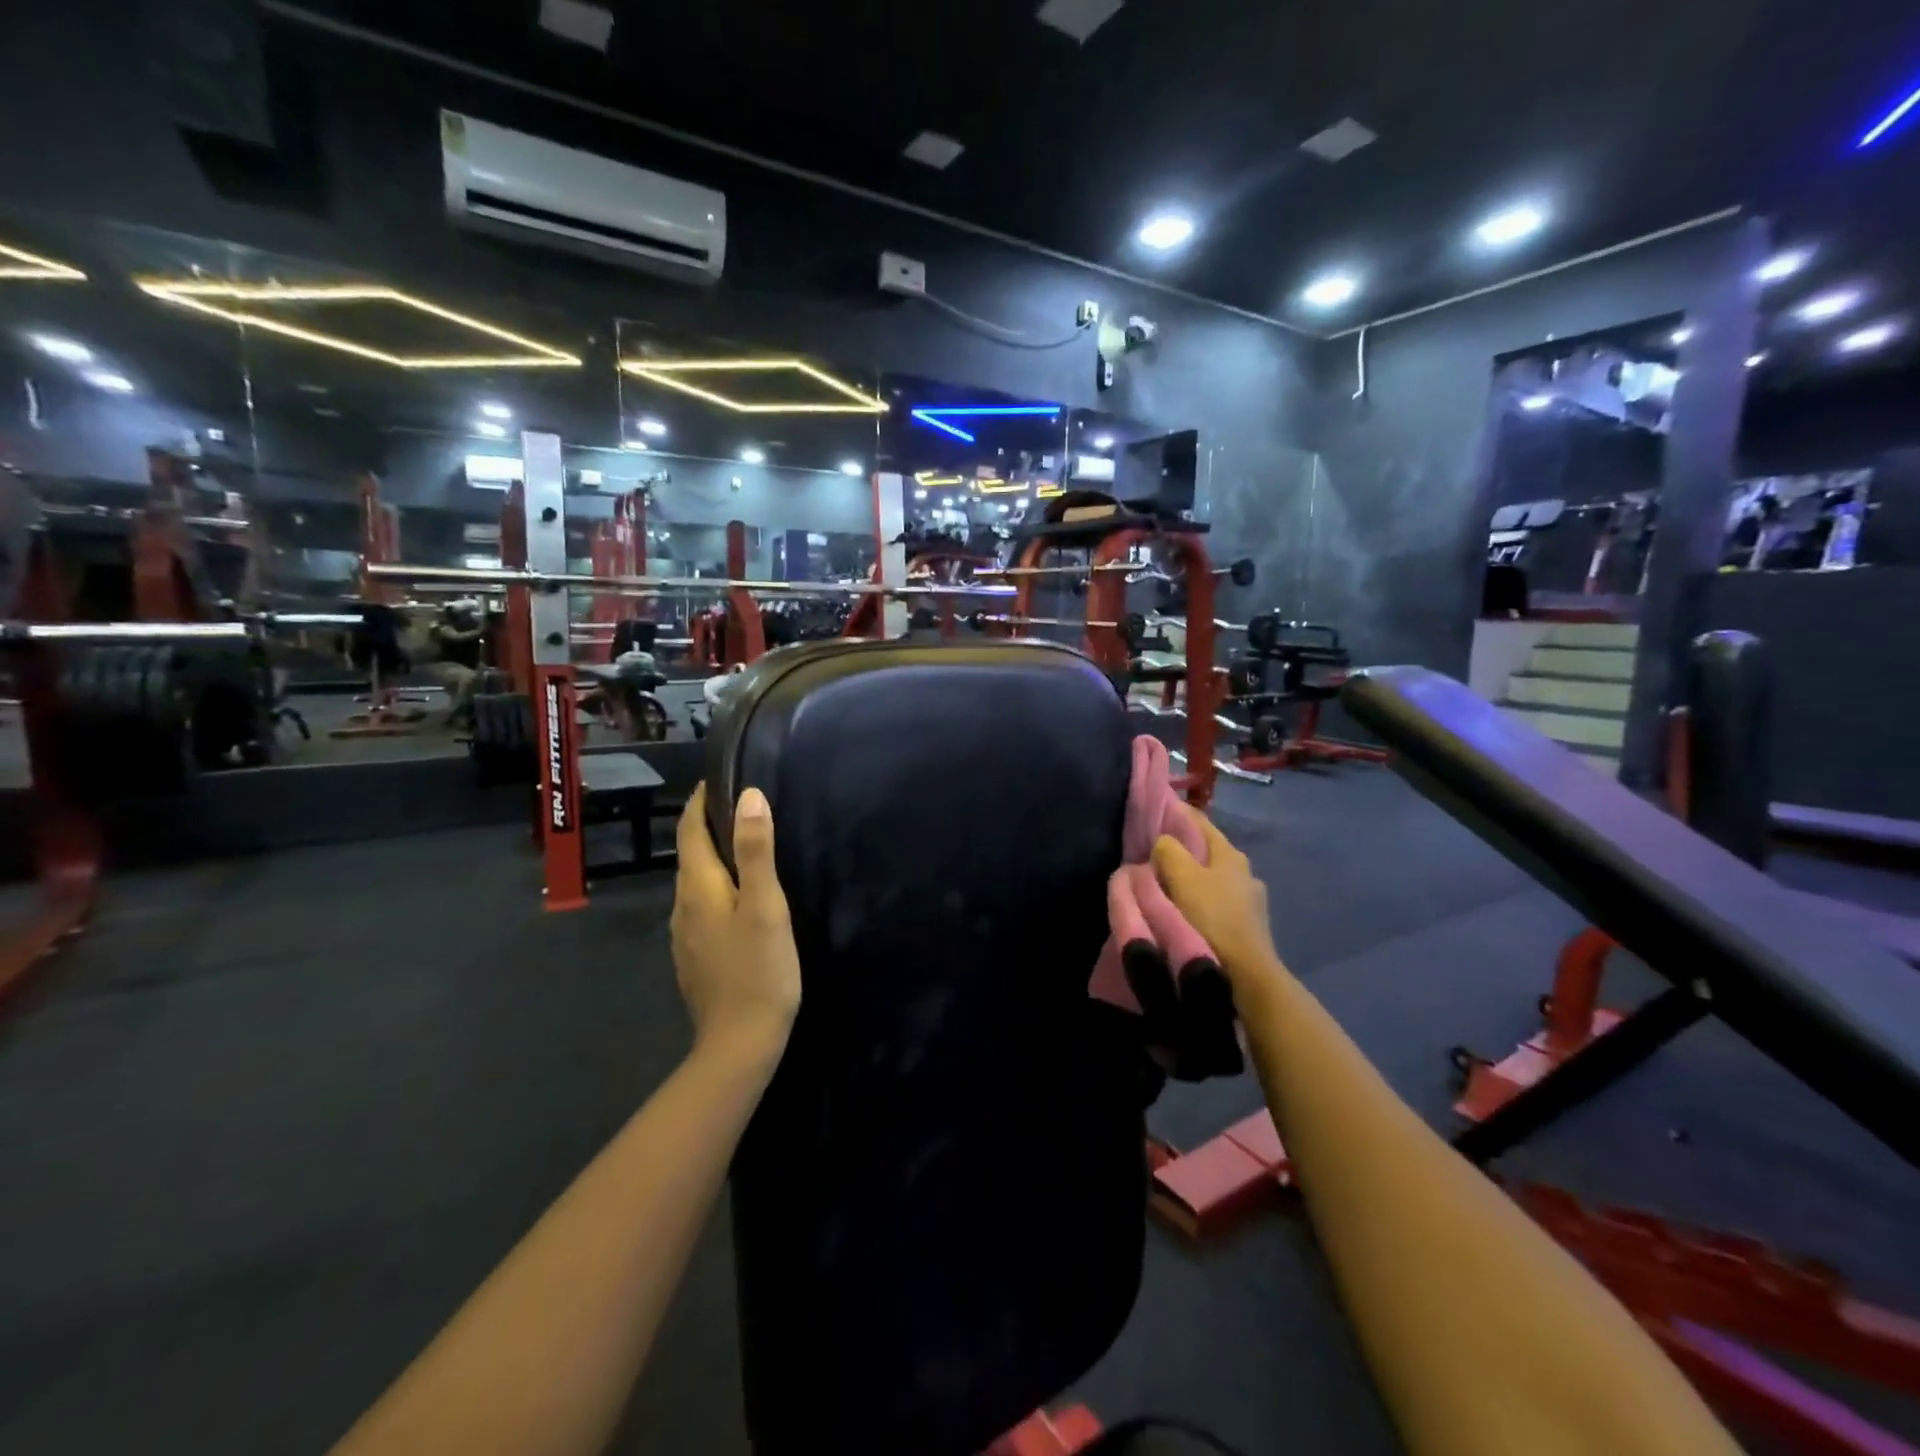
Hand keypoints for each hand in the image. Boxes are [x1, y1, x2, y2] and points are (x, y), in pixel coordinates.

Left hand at [670, 785, 802, 1063]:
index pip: (689, 831)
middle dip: (708, 826)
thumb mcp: (766, 906)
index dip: (700, 802)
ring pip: (695, 883)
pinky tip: (739, 898)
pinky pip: (701, 907)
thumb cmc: (759, 970)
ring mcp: (685, 936)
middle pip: (690, 855)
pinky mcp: (695, 957)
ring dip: (713, 858)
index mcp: (698, 888)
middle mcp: (682, 907)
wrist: (739, 1044)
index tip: (719, 778)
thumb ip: (756, 850)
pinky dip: (717, 887)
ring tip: (745, 845)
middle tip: (741, 806)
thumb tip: (749, 795)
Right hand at [1150, 805, 1282, 989]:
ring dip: (1189, 877)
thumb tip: (1162, 841)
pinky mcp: (1246, 925)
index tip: (1151, 811)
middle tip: (1150, 852)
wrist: (1245, 975)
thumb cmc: (1211, 918)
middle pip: (1205, 850)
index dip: (1174, 812)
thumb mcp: (1182, 877)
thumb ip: (1168, 850)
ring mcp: (1249, 900)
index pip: (1198, 821)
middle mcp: (1244, 871)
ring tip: (1163, 884)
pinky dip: (1197, 899)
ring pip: (1210, 877)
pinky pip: (1214, 901)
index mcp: (1230, 853)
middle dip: (1180, 848)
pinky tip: (1183, 910)